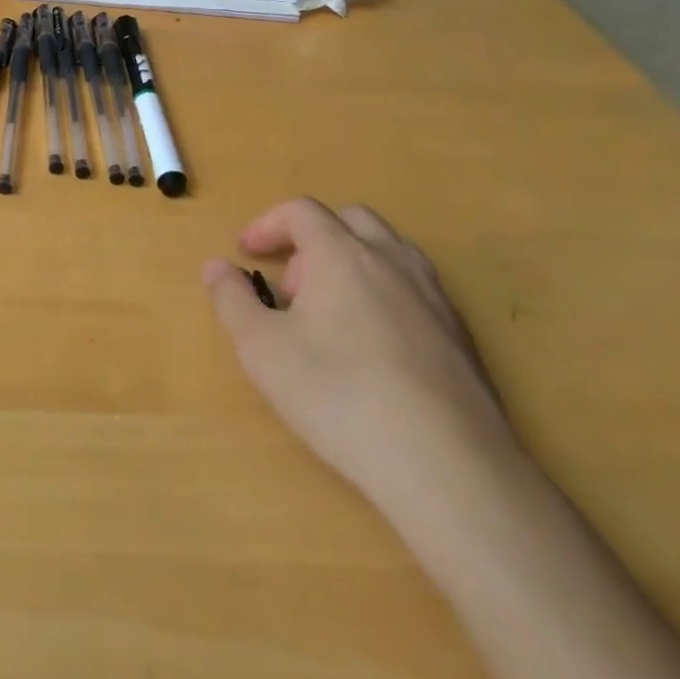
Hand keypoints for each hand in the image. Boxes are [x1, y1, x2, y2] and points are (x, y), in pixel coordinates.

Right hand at [202, 198, 515, 508]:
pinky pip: (416, 290)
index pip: (301, 211)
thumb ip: (232, 299)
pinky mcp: (463, 338)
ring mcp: (435, 298)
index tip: (246, 253)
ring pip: (391, 251)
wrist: (448, 467)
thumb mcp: (261, 349)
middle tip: (293, 285)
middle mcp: (392, 262)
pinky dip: (385, 295)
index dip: (267, 225)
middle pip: (351, 220)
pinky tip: (374, 350)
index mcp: (342, 254)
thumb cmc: (339, 396)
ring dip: (353, 263)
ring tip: (332, 313)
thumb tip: (216, 266)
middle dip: (313, 239)